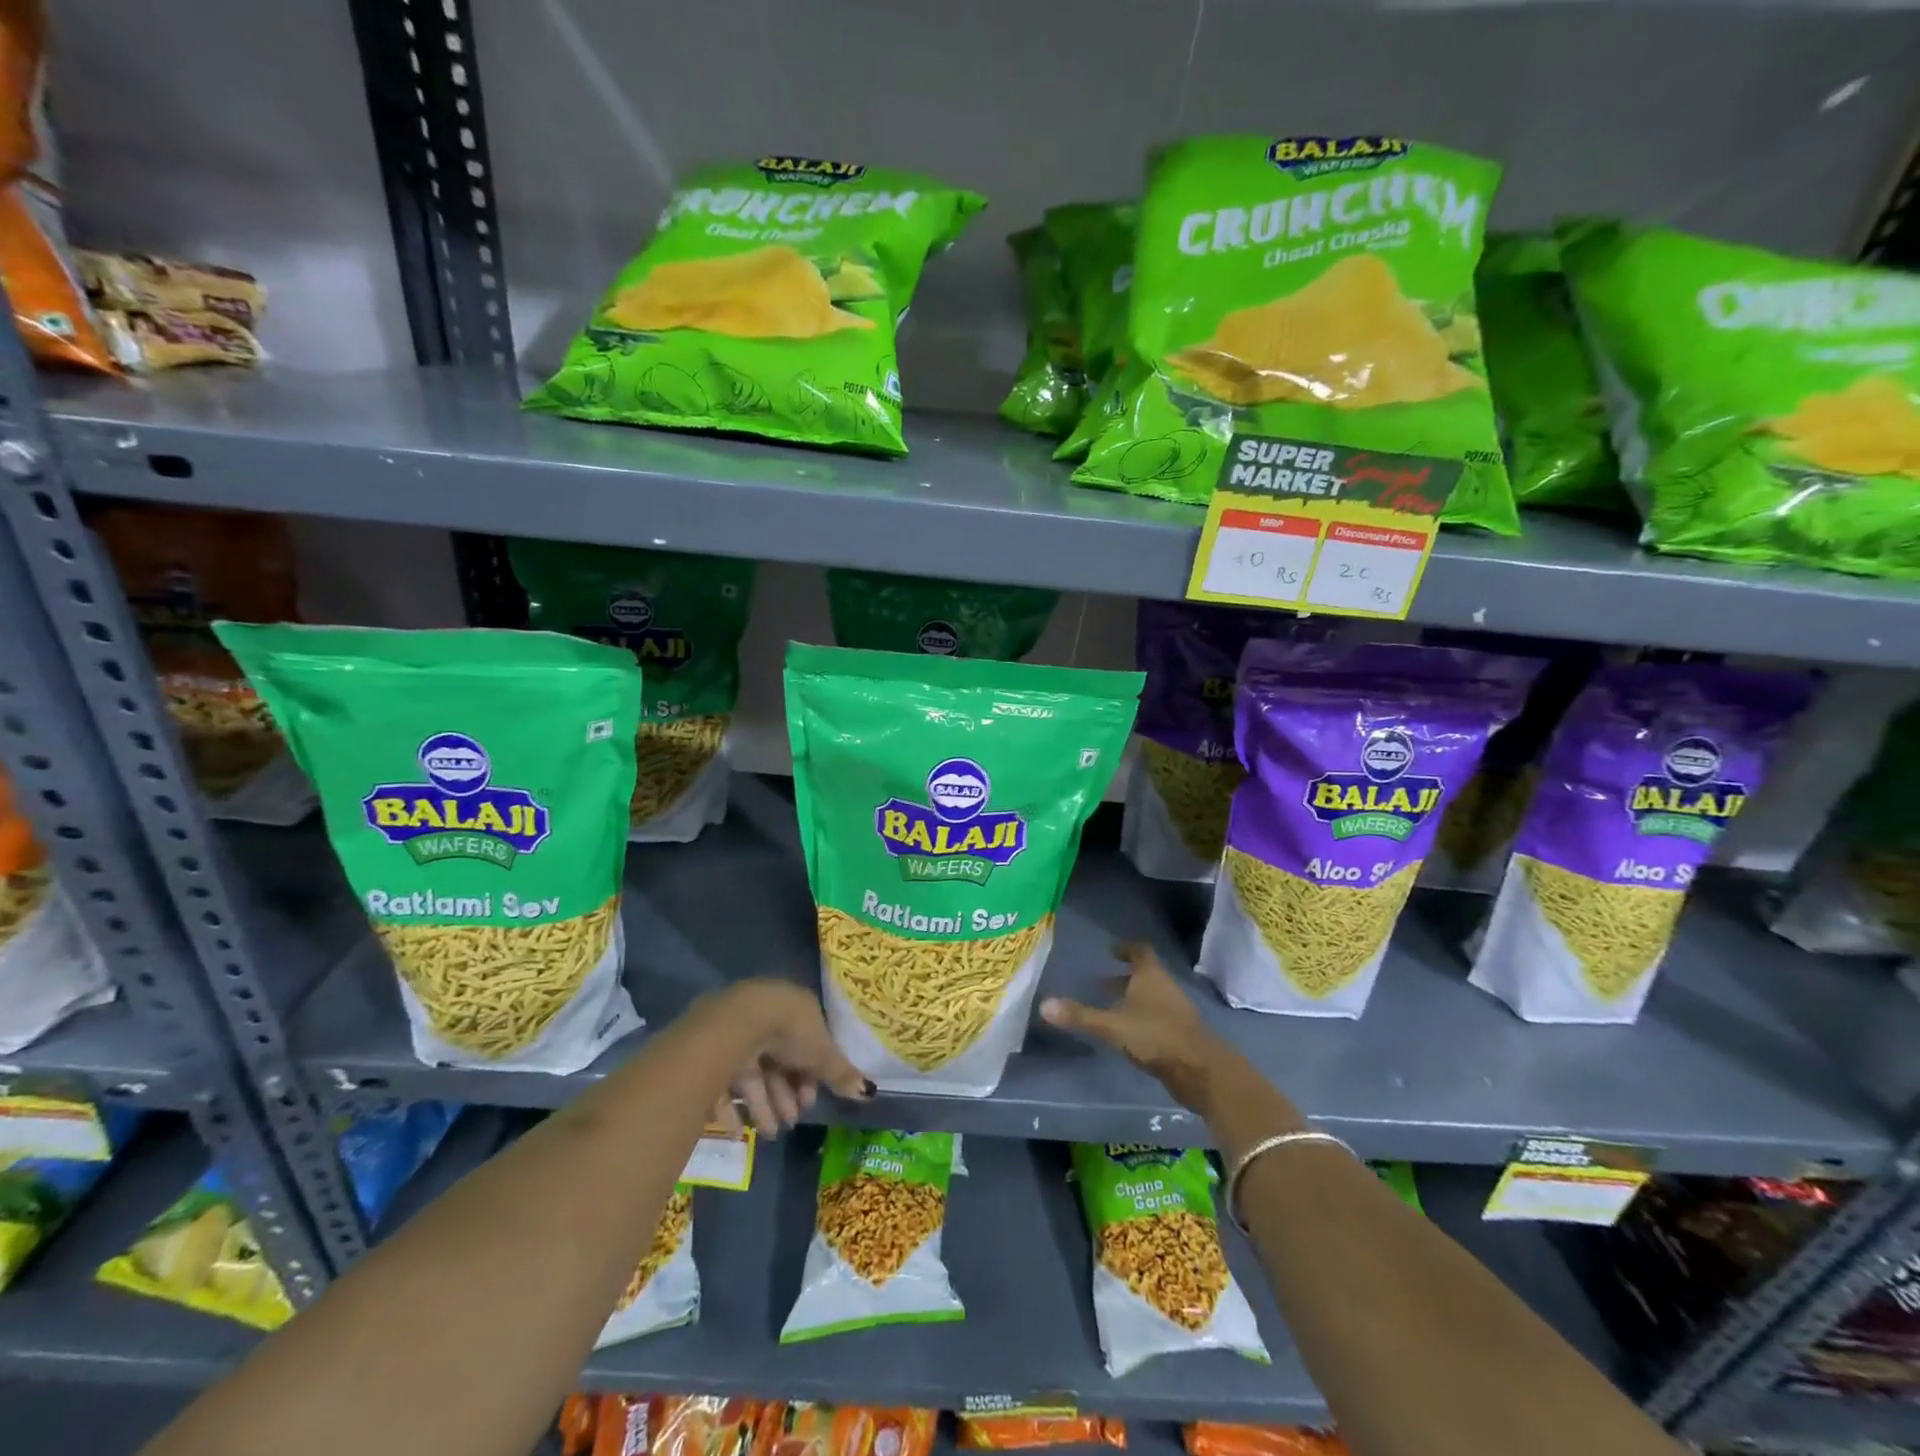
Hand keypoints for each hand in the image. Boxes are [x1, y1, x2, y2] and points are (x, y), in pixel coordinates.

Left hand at [703, 980, 872, 1137]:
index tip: (810, 1102)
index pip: (808, 1045)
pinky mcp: (713, 1050)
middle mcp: (768, 1018)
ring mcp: (739, 1033)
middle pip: (780, 1062)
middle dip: (787, 1095)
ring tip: (771, 1133)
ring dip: (764, 1106)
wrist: (737, 1024)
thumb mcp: (822, 1054)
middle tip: (791, 1121)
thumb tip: (869, 1091)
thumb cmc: (789, 1032)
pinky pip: (725, 1083)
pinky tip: (739, 1131)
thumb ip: (841, 1074)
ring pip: (754, 1074)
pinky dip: (733, 1108)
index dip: (811, 1076)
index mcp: (796, 1010)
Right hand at [1040, 942, 1231, 1110]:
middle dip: (1124, 977)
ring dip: (1133, 998)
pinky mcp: (1181, 1033)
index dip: (1125, 948)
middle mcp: (1165, 987)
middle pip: (1145, 974)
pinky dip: (1142, 1017)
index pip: (1140, 951)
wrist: (1201, 1070)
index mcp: (1151, 975)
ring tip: (1110, 1008)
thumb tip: (1044, 1004)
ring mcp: (1176, 1010)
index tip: (1110, 951)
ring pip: (1152, 996)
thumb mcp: (1112, 1026)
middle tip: (1100, 983)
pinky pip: (1157, 1016)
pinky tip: (1128, 1032)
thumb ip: (1080, 1016)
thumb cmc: (1155, 1036)